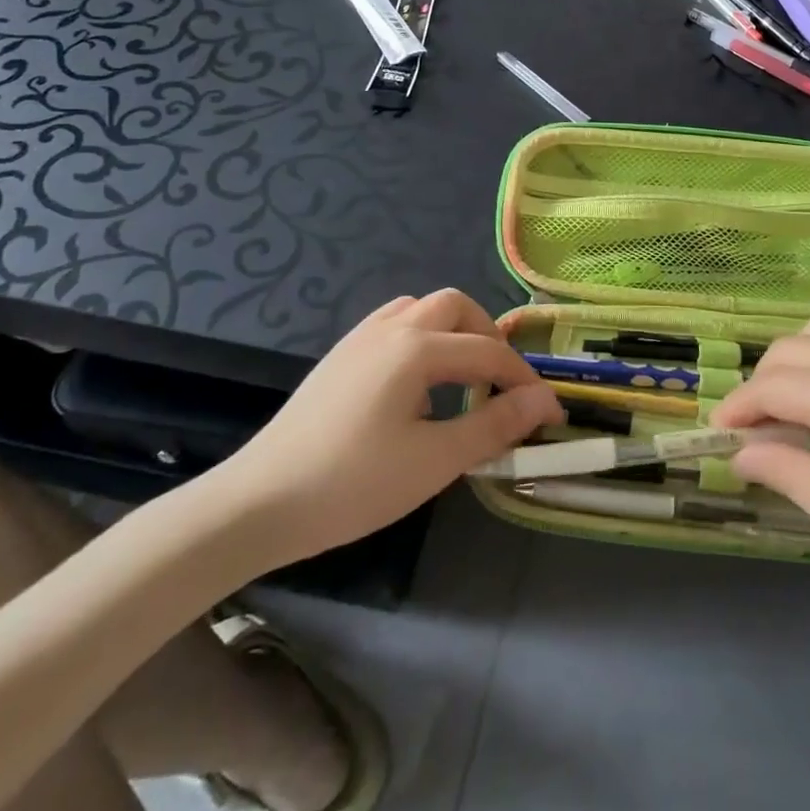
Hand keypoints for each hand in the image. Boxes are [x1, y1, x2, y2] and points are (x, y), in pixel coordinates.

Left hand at [217, 290, 563, 556]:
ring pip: (422, 310)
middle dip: (488, 337)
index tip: (551, 414)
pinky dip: (422, 338)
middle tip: (501, 385)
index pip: (489, 352)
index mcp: (416, 348)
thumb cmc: (352, 484)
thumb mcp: (434, 461)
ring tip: (463, 379)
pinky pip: (394, 324)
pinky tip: (418, 384)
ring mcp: (360, 338)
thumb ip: (494, 425)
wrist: (258, 503)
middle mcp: (391, 328)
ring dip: (453, 332)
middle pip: (456, 307)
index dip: (526, 381)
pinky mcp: (340, 356)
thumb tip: (544, 402)